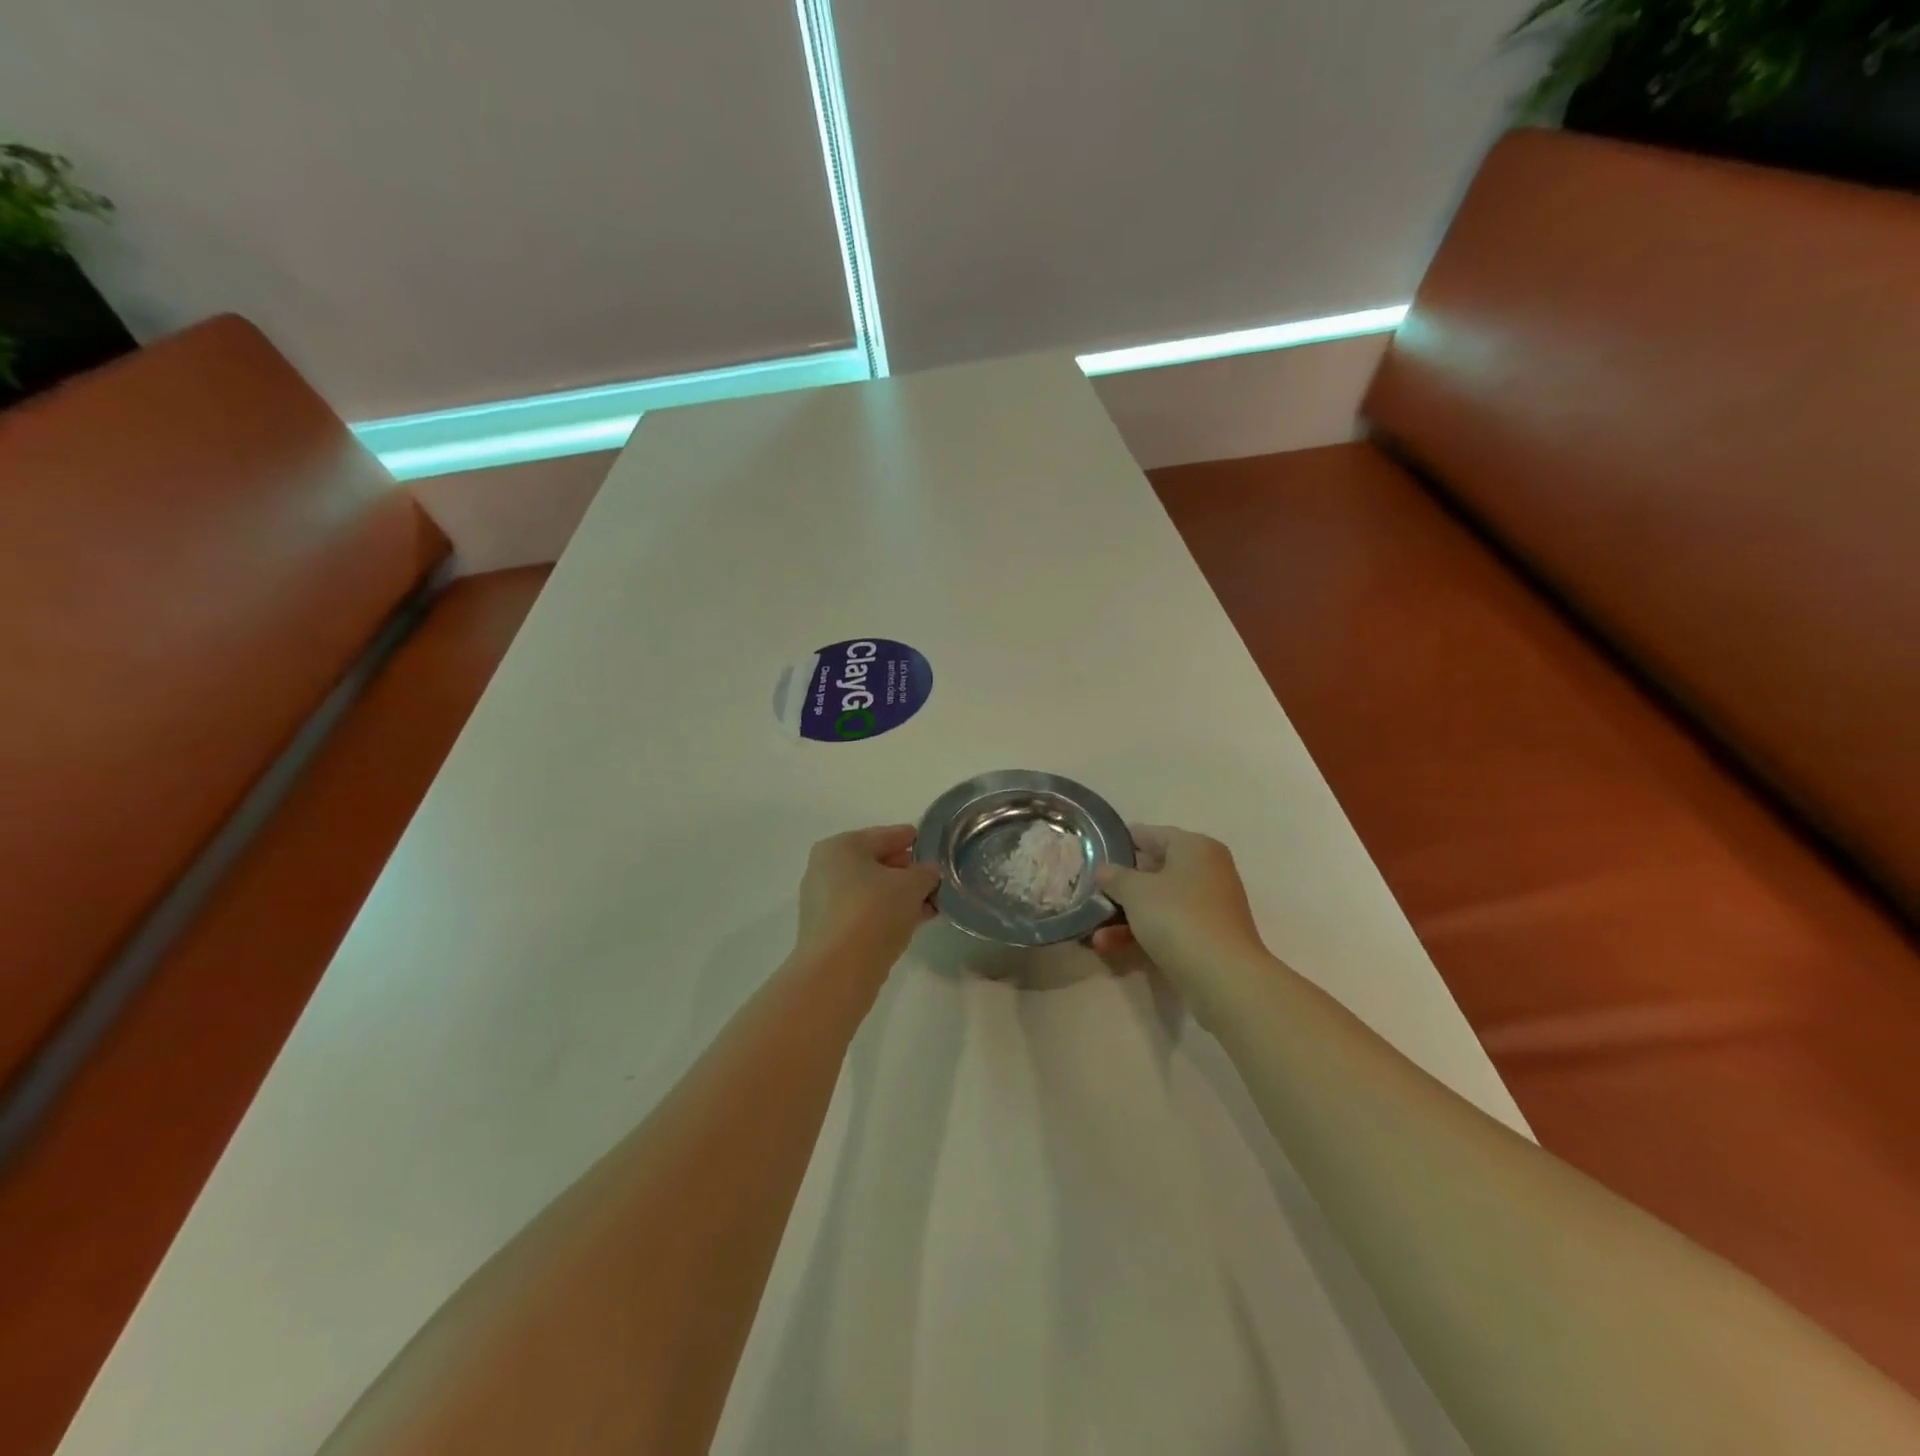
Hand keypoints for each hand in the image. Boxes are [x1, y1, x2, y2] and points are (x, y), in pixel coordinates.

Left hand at [793, 825, 939, 977]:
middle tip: (933, 877)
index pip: (883, 836)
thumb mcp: (912, 885)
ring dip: (899, 896)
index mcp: (840, 847)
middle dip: (905, 871)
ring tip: (930, 902)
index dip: (909, 838)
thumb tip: (928, 873)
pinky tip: (913, 921)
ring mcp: (823, 903)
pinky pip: (865, 914)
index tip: (931, 844)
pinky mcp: (828, 932)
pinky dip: (887, 914)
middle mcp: (825, 870)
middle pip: (874, 864)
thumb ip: (925, 873)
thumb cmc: (874, 911)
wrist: (839, 970)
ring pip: (870, 892)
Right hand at [1090, 826, 1267, 1000]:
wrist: (1223, 977)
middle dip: (1120, 887)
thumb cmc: (1177, 917)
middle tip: (1090, 894)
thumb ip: (1115, 876)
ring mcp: (1209, 907)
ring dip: (1124, 917)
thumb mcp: (1135, 891)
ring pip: (1158, 903)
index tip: (1093, 852)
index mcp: (1195, 847)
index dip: (1120, 842)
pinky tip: (1109, 947)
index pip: (1151, 834)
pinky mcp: (1207, 938)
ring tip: (1094, 934)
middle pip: (1154, 871)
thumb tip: (1104, 870)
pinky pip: (1167, 927)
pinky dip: (1141, 935)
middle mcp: (1207, 871)